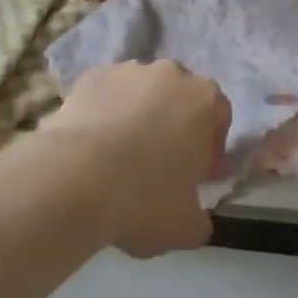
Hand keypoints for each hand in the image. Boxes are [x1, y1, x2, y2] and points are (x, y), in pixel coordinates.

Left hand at [43, 61, 231, 257]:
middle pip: (179, 96)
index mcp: (205, 100)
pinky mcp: (93, 75)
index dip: (209, 146)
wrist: (77, 178)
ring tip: (117, 156)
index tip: (194, 174)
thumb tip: (197, 219)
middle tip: (157, 164)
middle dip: (173, 123)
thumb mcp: (186, 228)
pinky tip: (90, 145)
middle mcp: (171, 73)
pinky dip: (104, 111)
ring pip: (142, 91)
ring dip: (138, 114)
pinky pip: (107, 93)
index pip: (219, 114)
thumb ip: (200, 219)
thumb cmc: (144, 199)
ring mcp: (130, 69)